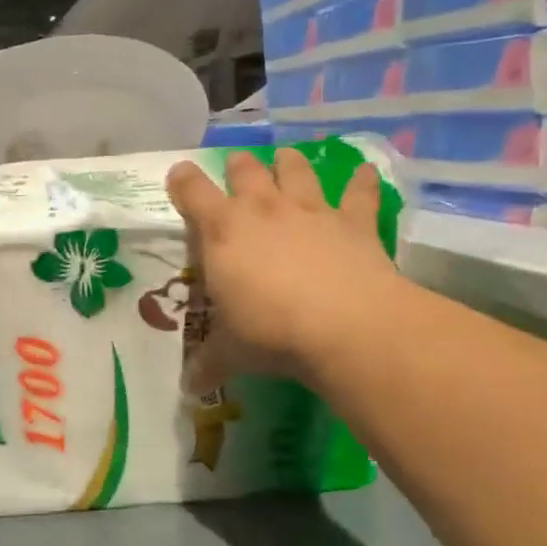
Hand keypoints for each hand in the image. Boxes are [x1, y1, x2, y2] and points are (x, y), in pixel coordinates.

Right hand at [166, 148, 401, 393]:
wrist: (344, 327)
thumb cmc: (271, 333)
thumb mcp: (230, 353)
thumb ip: (208, 363)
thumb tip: (189, 388)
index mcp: (223, 232)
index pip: (193, 193)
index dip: (184, 180)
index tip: (180, 174)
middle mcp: (264, 210)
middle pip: (246, 171)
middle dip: (239, 166)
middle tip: (237, 167)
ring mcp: (311, 212)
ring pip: (296, 171)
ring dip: (290, 163)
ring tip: (286, 157)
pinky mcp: (354, 222)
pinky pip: (359, 194)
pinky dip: (362, 182)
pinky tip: (366, 172)